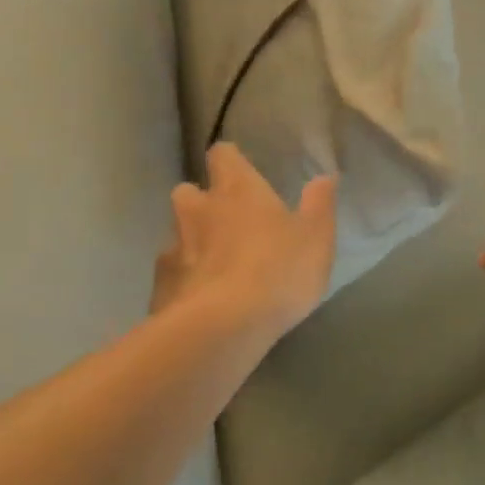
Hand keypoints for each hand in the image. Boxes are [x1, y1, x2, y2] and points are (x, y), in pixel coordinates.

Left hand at [152, 144, 337, 344]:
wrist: (222, 328)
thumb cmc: (279, 271)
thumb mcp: (316, 237)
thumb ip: (319, 204)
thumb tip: (325, 176)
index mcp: (237, 190)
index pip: (222, 155)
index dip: (230, 161)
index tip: (241, 171)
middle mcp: (198, 210)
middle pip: (188, 191)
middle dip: (201, 202)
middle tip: (226, 221)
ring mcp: (173, 248)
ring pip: (177, 233)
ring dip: (192, 242)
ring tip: (215, 265)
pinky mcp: (160, 287)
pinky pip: (171, 274)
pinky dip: (184, 280)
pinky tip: (202, 299)